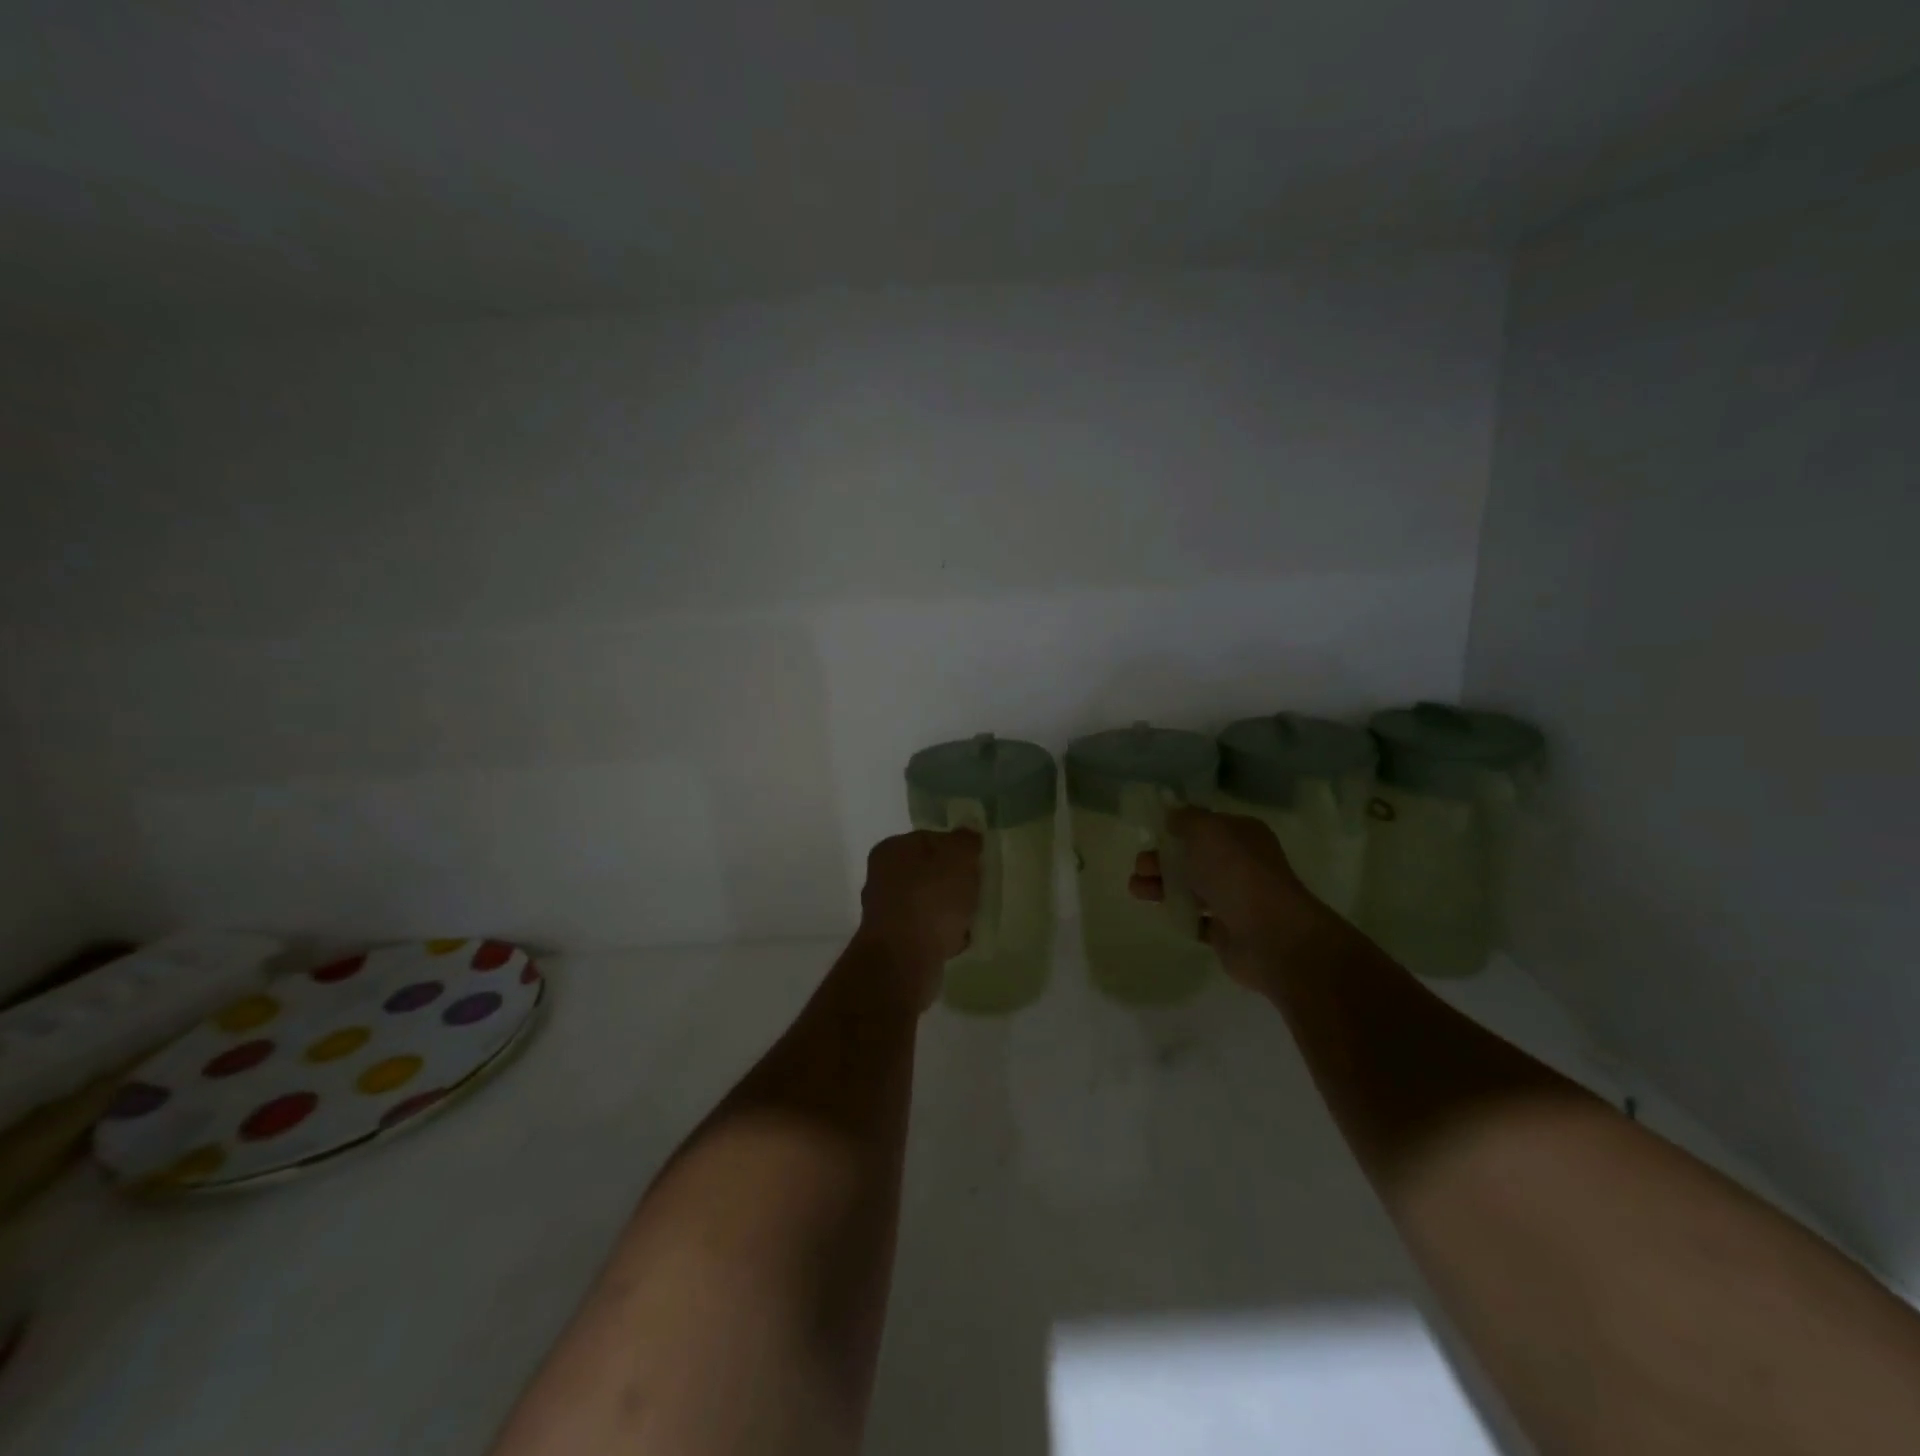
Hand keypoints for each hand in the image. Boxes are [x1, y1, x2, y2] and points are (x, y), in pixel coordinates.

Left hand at [855, 829, 981, 1007]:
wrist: (904, 962)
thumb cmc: (931, 901)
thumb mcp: (959, 859)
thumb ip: (966, 840)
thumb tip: (969, 830)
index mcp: (892, 849)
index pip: (932, 838)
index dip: (958, 850)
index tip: (978, 865)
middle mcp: (881, 876)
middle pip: (929, 871)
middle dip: (954, 882)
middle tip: (977, 891)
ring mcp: (885, 910)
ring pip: (928, 902)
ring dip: (949, 910)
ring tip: (971, 919)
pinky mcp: (893, 941)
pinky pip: (925, 930)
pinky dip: (941, 934)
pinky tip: (958, 941)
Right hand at [1129, 807, 1330, 987]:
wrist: (1270, 935)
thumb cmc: (1236, 873)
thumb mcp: (1206, 831)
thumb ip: (1185, 819)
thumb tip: (1172, 815)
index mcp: (1242, 835)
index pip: (1205, 826)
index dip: (1177, 828)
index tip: (1150, 834)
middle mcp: (1241, 864)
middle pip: (1193, 858)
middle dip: (1161, 860)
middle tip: (1140, 867)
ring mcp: (1236, 899)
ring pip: (1191, 888)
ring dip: (1162, 886)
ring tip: (1136, 891)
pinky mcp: (1227, 932)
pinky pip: (1197, 919)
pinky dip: (1179, 914)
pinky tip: (1162, 912)